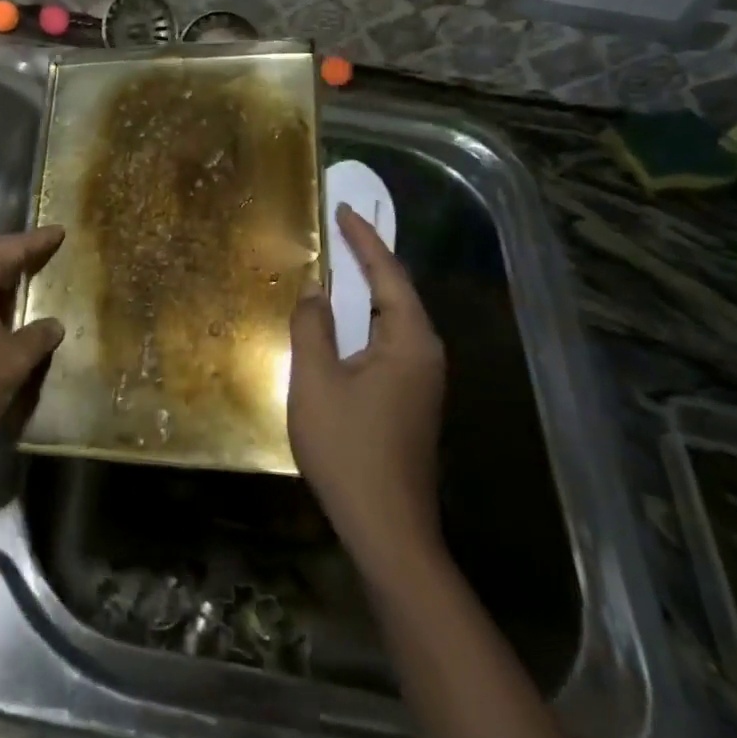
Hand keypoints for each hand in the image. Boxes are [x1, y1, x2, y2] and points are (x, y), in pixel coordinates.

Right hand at [289, 206, 445, 562]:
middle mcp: (424, 353)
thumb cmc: (349, 449)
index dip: (363, 239)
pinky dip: (362, 319)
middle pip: (395, 292)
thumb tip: (315, 291)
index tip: (343, 208)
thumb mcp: (316, 380)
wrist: (387, 529)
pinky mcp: (409, 399)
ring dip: (363, 290)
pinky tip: (339, 321)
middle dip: (366, 258)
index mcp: (409, 341)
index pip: (388, 273)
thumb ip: (312, 326)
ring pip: (390, 319)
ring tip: (335, 263)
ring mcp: (420, 379)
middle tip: (337, 228)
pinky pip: (385, 341)